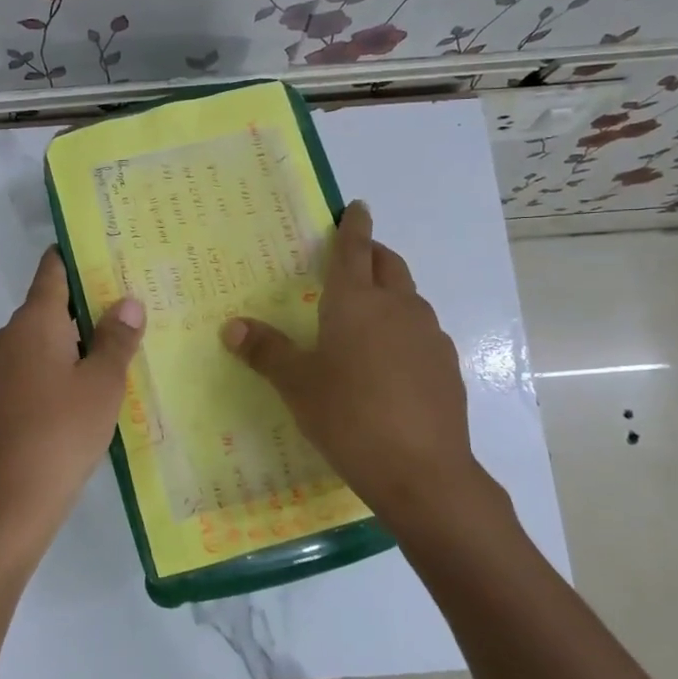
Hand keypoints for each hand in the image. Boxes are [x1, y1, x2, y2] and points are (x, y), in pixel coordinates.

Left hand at [0, 247, 145, 550]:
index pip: (53, 270)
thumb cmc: (62, 432)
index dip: (77, 257)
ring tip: (115, 347)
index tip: (105, 251)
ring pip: (40, 341)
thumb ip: (116, 339)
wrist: (8, 502)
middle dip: (85, 306)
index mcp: (33, 321)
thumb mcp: (102, 384)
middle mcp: (7, 336)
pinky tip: (84, 387)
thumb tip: (128, 302)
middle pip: (49, 306)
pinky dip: (56, 367)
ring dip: (73, 341)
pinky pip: (30, 368)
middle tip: (128, 307)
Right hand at [221, 201, 501, 520]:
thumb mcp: (297, 385)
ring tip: (367, 314)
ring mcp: (428, 335)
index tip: (356, 207)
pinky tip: (391, 360)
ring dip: (390, 292)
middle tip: (355, 257)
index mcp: (355, 302)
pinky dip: (404, 328)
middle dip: (373, 253)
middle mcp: (397, 307)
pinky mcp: (446, 365)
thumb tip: (232, 327)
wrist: (422, 471)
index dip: (353, 226)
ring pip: (409, 297)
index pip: (354, 250)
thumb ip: (266, 351)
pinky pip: (421, 331)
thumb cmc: (349, 417)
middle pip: (388, 264)